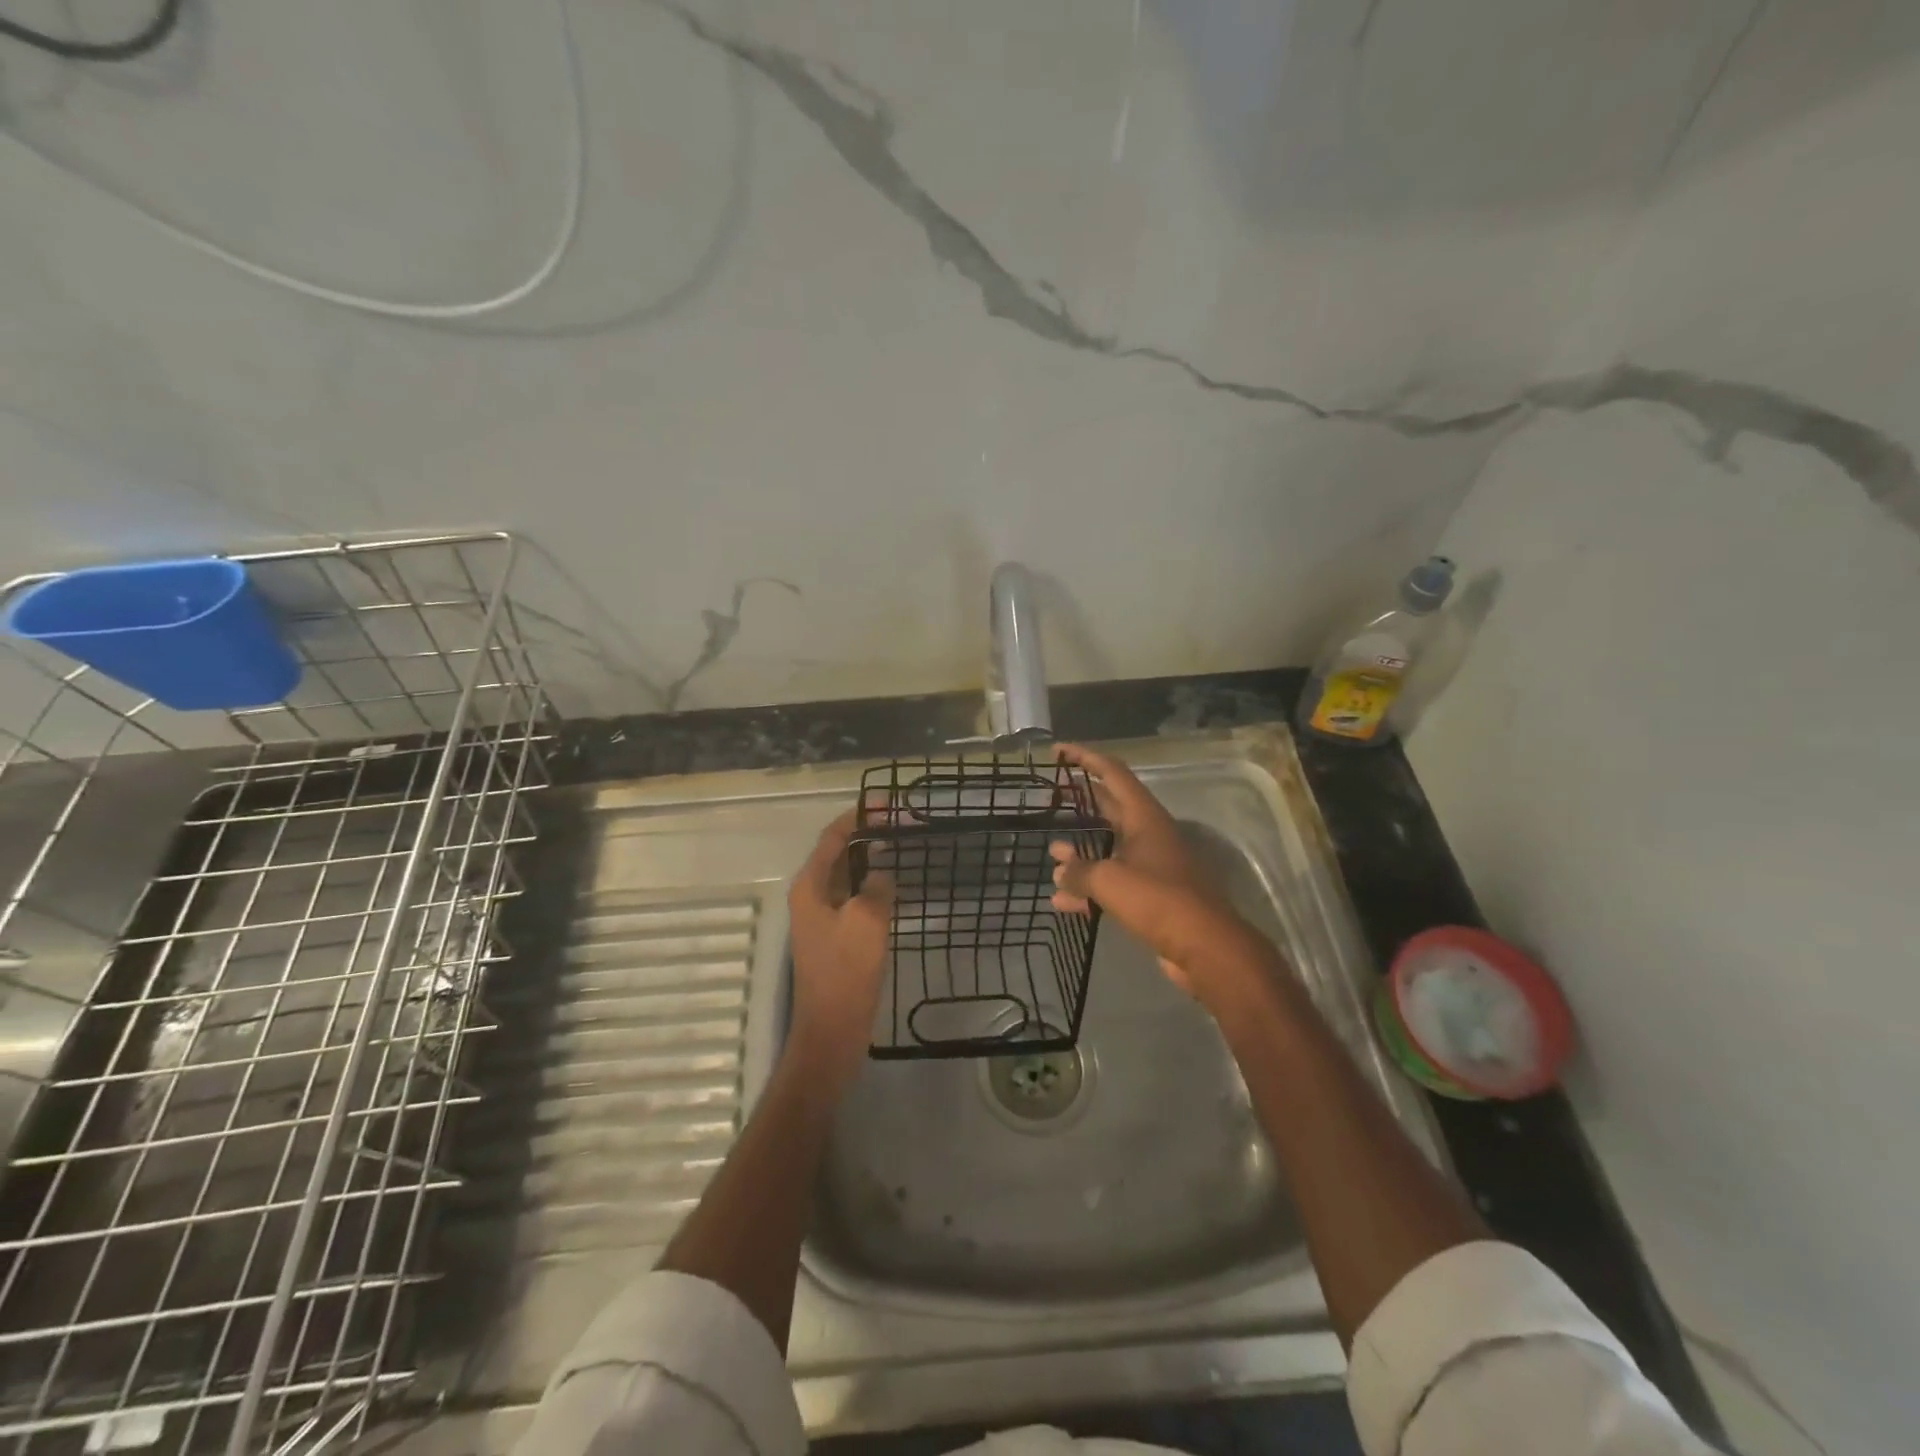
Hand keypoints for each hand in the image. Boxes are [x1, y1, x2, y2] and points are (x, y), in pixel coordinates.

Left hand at [787, 809, 892, 1091]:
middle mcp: (812, 896)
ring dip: (872, 859)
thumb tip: (883, 876)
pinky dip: (873, 885)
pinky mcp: (837, 937)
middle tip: (903, 823)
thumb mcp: (867, 921)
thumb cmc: (845, 972)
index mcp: (811, 886)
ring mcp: (823, 918)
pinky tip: (896, 886)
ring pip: (849, 876)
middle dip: (868, 835)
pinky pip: (855, 899)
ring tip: (903, 846)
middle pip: (839, 853)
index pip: (833, 838)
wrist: (832, 1030)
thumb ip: (878, 888)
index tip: (887, 804)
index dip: (858, 817)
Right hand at [1049, 743, 1280, 1007]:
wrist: (1205, 947)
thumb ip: (1078, 871)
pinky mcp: (1151, 897)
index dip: (1084, 758)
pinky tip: (1062, 902)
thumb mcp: (1109, 880)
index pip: (1112, 773)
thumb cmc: (1159, 900)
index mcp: (1144, 817)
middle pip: (1110, 808)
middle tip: (1050, 799)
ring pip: (1109, 849)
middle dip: (1080, 803)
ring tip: (1051, 856)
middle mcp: (1149, 835)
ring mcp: (1151, 866)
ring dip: (1080, 852)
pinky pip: (1112, 884)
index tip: (1057, 751)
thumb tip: (1060, 870)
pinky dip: (1088, 889)